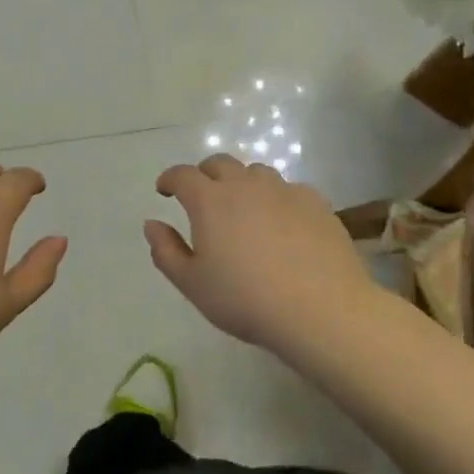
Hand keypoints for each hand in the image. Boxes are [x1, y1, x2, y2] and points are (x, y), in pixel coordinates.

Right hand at [146, 154, 394, 353]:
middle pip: (219, 163)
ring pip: (256, 172)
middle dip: (204, 174)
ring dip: (242, 183)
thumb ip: (166, 251)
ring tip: (244, 209)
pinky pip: (289, 189)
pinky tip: (283, 224)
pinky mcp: (316, 202)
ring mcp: (284, 190)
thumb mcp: (193, 284)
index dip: (170, 179)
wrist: (321, 310)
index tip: (165, 190)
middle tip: (202, 197)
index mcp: (210, 200)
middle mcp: (245, 185)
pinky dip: (277, 199)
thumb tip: (152, 224)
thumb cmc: (246, 300)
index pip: (182, 175)